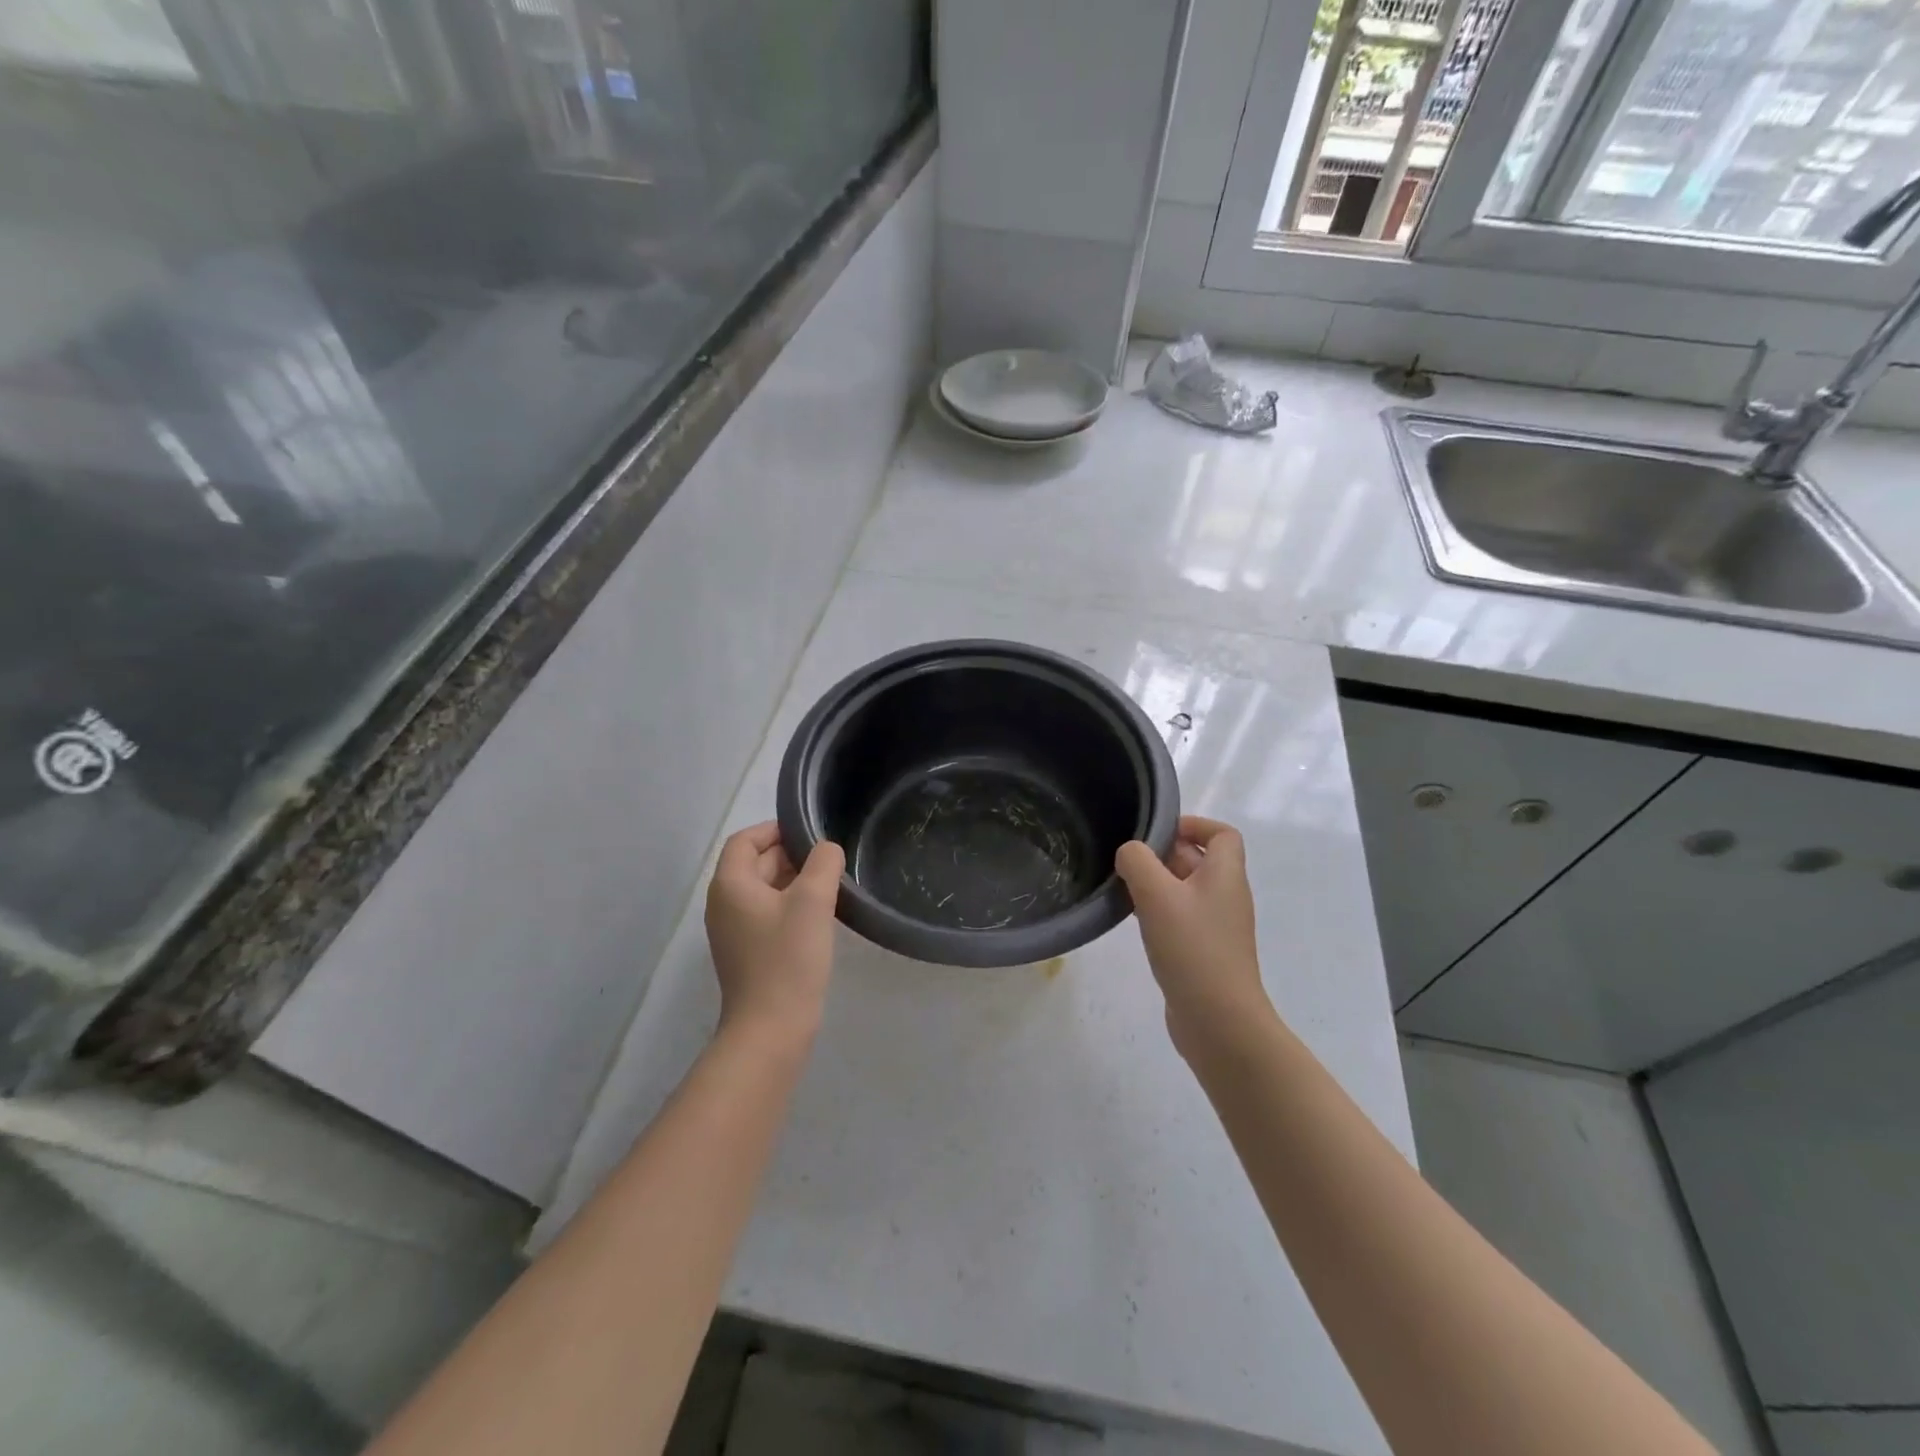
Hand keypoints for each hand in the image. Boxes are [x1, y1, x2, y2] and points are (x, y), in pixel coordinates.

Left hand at [704, 822, 844, 1048]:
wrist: (771, 1028)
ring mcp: (734, 931)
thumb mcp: (812, 901)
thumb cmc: (788, 958)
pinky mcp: (747, 953)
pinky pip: (767, 915)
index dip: (775, 830)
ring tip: (830, 884)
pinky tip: (819, 916)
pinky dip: (790, 906)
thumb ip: (823, 863)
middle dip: (790, 855)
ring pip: (763, 891)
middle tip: (829, 859)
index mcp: (730, 885)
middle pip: (754, 864)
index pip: (745, 840)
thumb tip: (826, 850)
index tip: (810, 832)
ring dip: (793, 881)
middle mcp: (724, 904)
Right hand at [1115, 816, 1273, 1057]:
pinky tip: (1135, 923)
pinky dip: (1159, 913)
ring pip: (1186, 890)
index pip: (1222, 834)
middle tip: (1128, 863)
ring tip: (1124, 891)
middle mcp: (1227, 896)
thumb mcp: (1157, 895)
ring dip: (1157, 885)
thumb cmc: (1192, 948)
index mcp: (1225, 875)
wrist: (1219, 1021)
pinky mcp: (1205, 952)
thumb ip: (1137, 862)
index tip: (1157, 834)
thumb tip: (1129, 853)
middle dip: (1164, 855)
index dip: (1194, 825)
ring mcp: (1218, 927)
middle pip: (1199, 860)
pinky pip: (1182, 918)